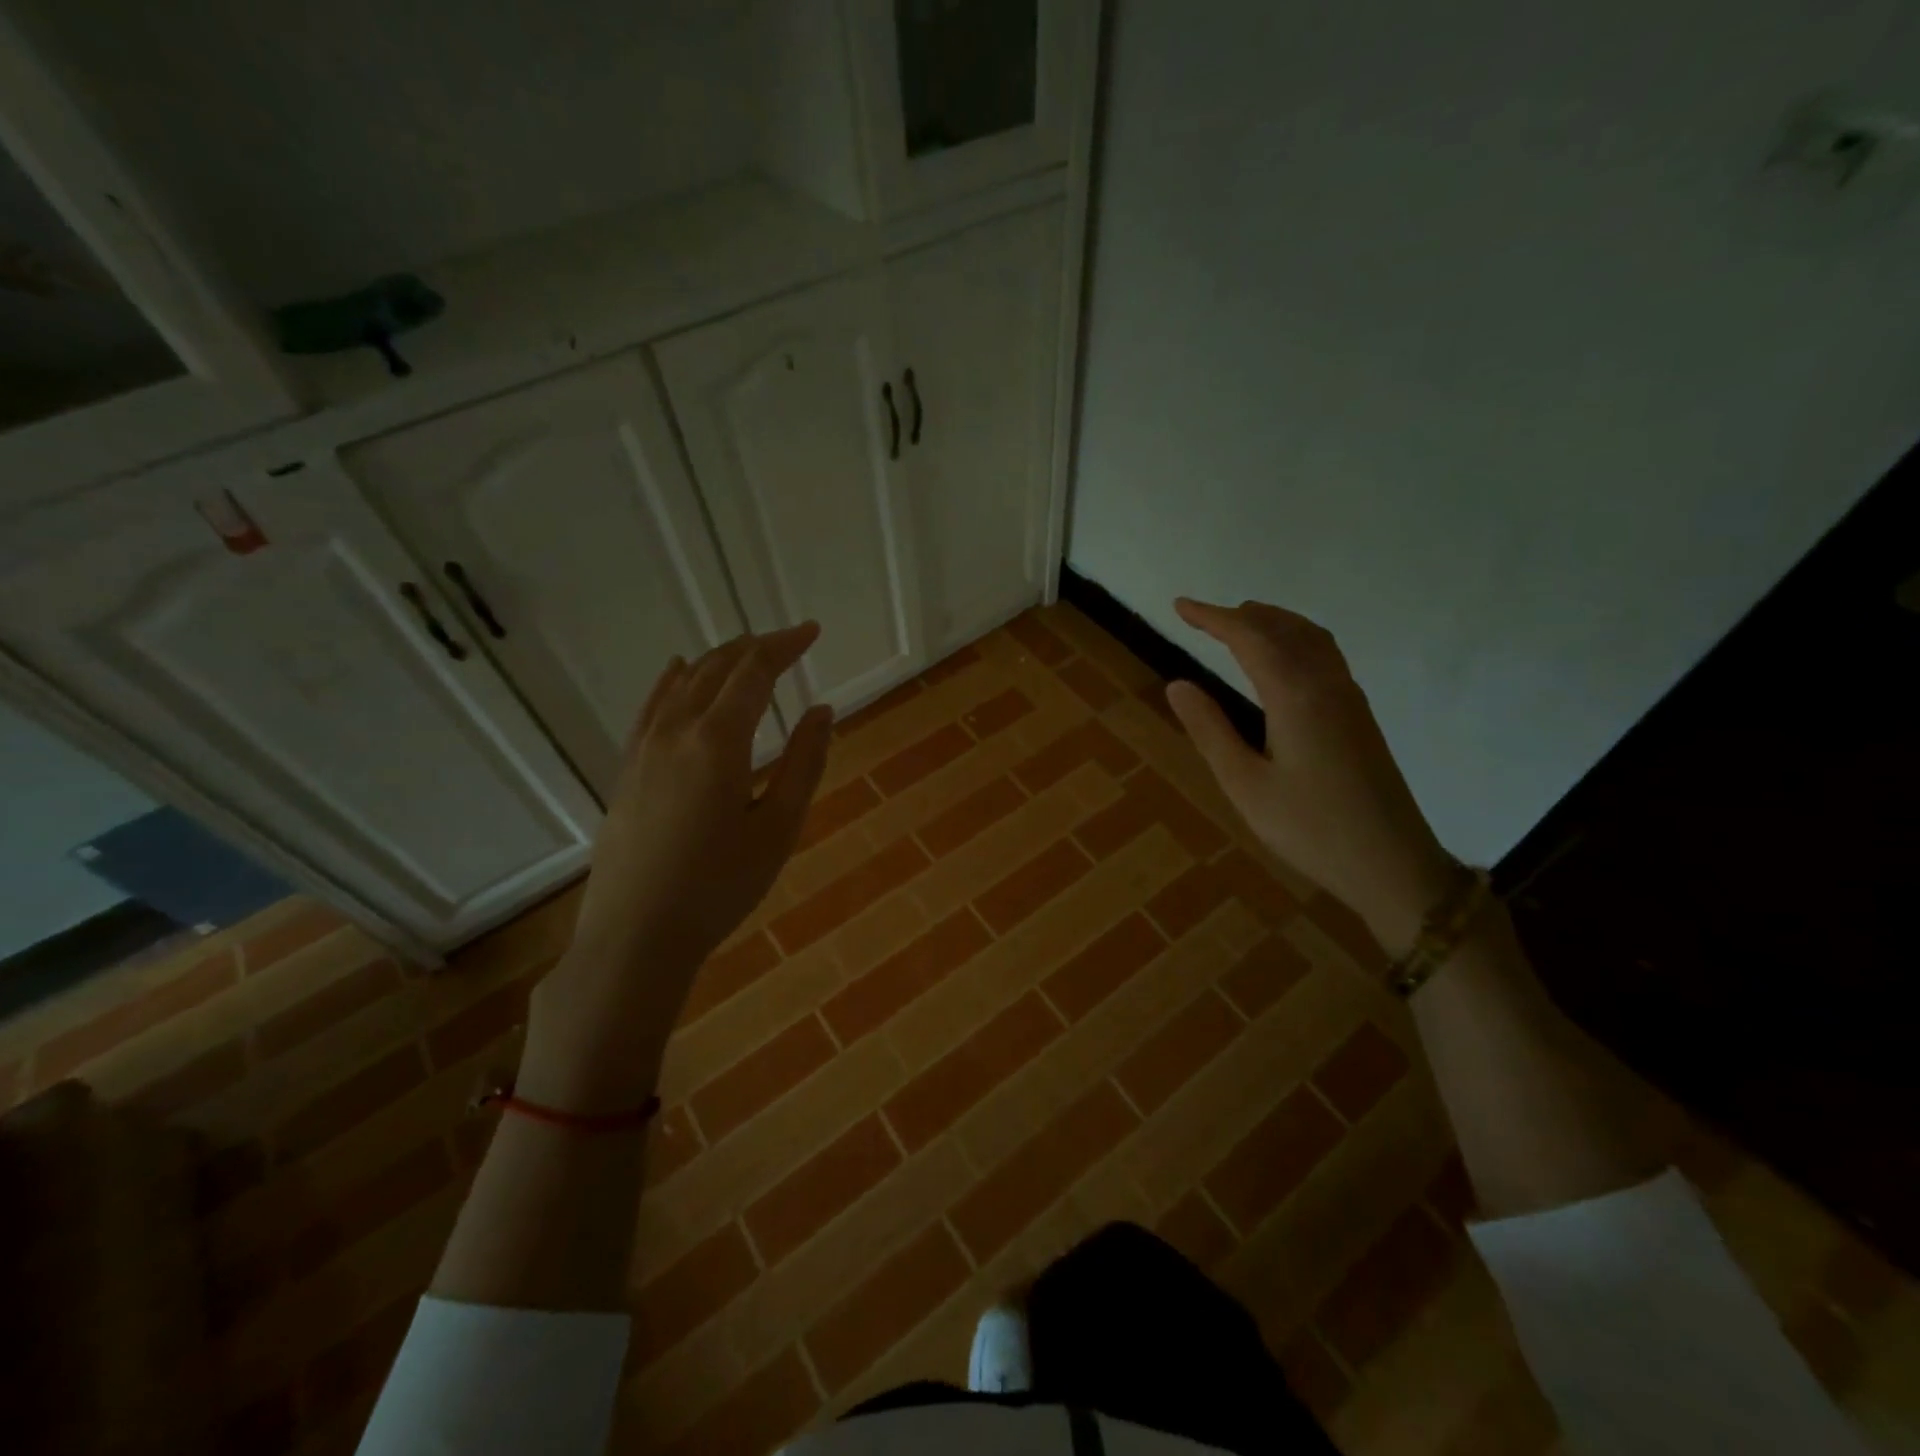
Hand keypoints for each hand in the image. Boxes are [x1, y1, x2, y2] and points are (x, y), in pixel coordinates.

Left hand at [520, 624, 832, 1110]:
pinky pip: (652, 706)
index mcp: (719, 741)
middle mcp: (677, 730)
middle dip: (756, 647)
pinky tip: (678, 670)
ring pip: (683, 682)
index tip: (811, 632)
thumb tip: (822, 710)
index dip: (785, 645)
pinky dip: (673, 680)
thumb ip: (804, 763)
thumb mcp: (778, 828)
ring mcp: (645, 747)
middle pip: (718, 668)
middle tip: (789, 641)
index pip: (755, 672)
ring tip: (748, 653)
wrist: (636, 935)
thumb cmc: (719, 886)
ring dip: (719, 660)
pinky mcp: (628, 768)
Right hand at [1165, 598, 1453, 954]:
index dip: (1212, 617)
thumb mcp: (1245, 785)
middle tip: (1202, 616)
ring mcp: (1349, 698)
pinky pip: (1325, 654)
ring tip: (1241, 623)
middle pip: (1283, 629)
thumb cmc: (1310, 828)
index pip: (1249, 638)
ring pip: (1310, 637)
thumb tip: (1178, 683)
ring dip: (1273, 622)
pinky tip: (1285, 659)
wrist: (1392, 863)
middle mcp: (1326, 684)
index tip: (1180, 606)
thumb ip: (1210, 730)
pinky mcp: (1359, 715)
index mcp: (1295, 696)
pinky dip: (1295, 638)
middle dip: (1240, 615)